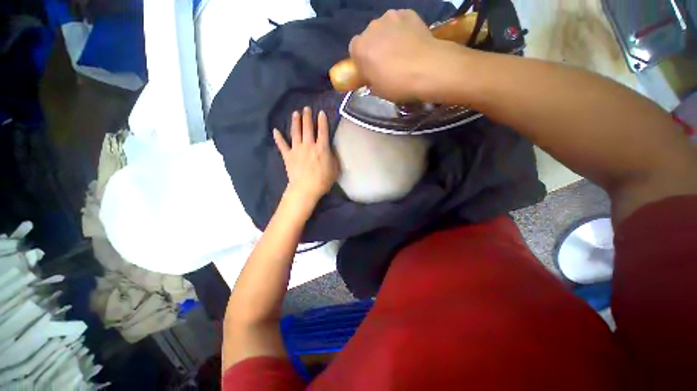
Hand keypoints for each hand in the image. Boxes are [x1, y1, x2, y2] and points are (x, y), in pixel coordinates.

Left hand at [273, 107, 339, 200]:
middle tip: (306, 108)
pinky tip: (275, 130)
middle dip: (307, 117)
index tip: (321, 112)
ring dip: (295, 122)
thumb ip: (333, 157)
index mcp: (321, 148)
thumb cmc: (323, 180)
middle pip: (308, 127)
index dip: (322, 121)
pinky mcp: (288, 156)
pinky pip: (282, 145)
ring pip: (295, 132)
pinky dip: (278, 138)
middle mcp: (309, 145)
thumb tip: (330, 150)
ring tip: (295, 113)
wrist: (305, 189)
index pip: (323, 131)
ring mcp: (297, 149)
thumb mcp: (335, 169)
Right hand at [349, 9, 454, 101]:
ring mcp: (390, 17)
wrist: (427, 69)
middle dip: (375, 47)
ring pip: (385, 27)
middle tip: (387, 62)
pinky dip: (403, 30)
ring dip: (389, 37)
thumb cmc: (397, 84)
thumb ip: (370, 79)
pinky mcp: (408, 13)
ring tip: (401, 51)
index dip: (362, 60)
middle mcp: (371, 27)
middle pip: (369, 37)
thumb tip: (373, 76)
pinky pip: (401, 22)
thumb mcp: (377, 90)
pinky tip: (411, 42)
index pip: (354, 50)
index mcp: (360, 48)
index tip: (370, 70)